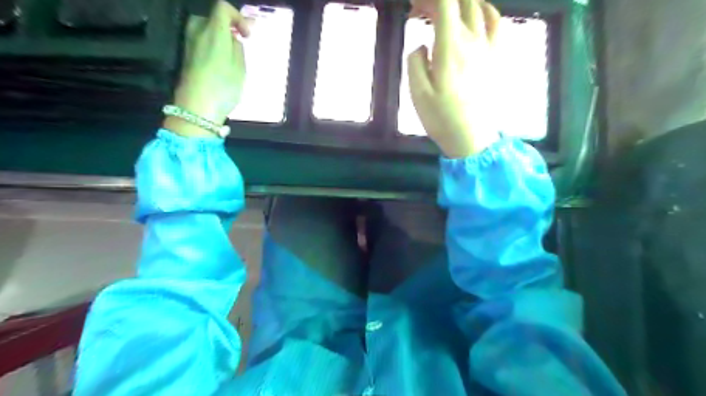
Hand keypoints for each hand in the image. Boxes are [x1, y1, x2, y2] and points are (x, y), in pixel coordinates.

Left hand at [163, 0, 251, 136]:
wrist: (197, 108)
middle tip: (240, 42)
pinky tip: (221, 62)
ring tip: (232, 54)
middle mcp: (198, 32)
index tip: (247, 35)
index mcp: (214, 32)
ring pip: (205, 29)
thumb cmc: (223, 88)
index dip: (238, 16)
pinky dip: (212, 44)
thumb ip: (238, 48)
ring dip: (219, 36)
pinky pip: (201, 41)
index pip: (223, 7)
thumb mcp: (240, 69)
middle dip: (227, 26)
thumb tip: (234, 38)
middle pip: (212, 17)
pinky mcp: (187, 56)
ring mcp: (189, 44)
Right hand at [409, 0, 500, 157]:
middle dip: (438, 0)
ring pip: (479, 6)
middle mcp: (473, 40)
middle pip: (460, 0)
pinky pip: (496, 21)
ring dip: (459, 3)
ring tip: (443, 14)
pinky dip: (484, 10)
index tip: (413, 6)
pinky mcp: (497, 56)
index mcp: (451, 47)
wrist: (472, 138)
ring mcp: (489, 47)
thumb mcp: (418, 94)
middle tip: (420, 11)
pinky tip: (475, 15)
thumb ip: (415, 62)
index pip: (444, 3)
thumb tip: (422, 45)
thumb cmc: (442, 118)